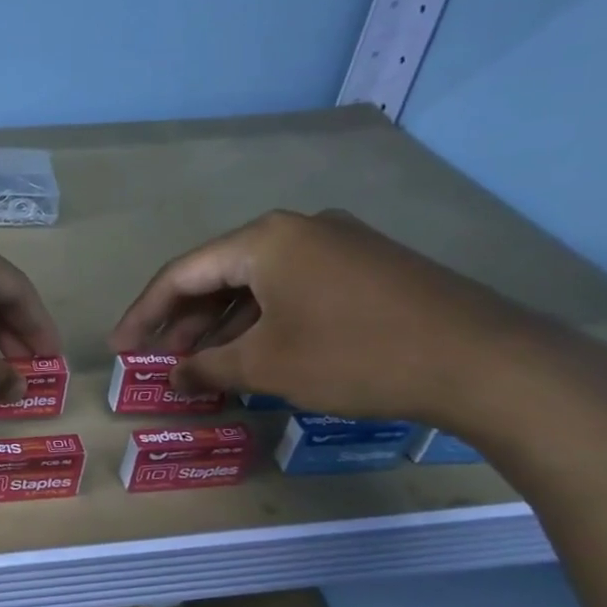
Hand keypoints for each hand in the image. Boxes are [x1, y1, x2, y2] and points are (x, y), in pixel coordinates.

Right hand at [109, 209, 582, 428]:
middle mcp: (298, 229)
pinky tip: (255, 355)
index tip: (120, 348)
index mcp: (265, 240)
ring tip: (202, 365)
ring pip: (257, 284)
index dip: (143, 313)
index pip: (182, 274)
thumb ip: (207, 368)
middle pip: (219, 274)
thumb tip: (174, 377)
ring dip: (223, 325)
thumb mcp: (267, 366)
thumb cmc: (356, 355)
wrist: (487, 362)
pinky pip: (293, 290)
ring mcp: (338, 245)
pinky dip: (264, 322)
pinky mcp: (367, 268)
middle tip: (161, 360)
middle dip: (183, 320)